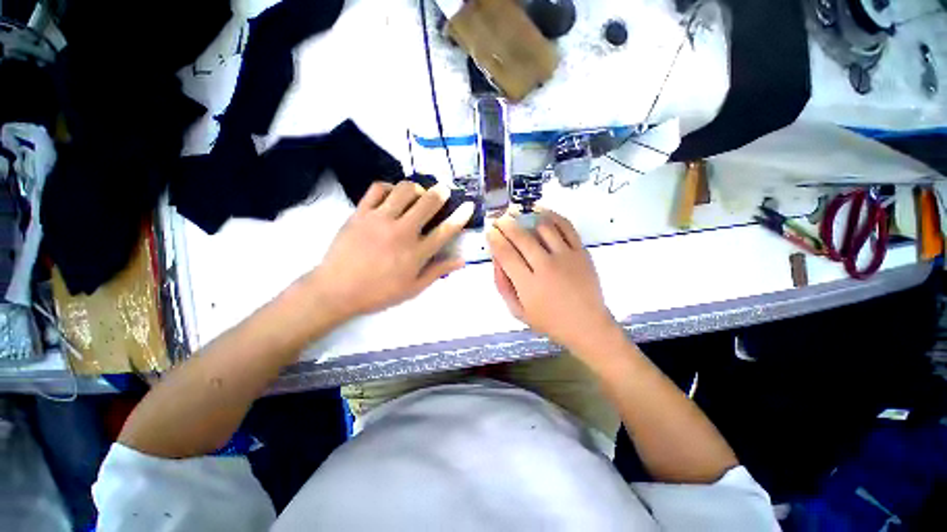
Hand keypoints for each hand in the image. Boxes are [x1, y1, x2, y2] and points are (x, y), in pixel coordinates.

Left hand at [311, 181, 473, 319]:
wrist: (336, 290)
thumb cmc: (378, 292)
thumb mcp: (413, 288)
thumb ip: (438, 271)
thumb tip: (462, 261)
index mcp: (416, 253)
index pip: (445, 230)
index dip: (460, 216)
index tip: (468, 205)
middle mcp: (402, 232)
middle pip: (427, 203)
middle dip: (440, 192)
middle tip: (443, 190)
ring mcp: (380, 219)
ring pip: (404, 190)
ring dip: (416, 187)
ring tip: (418, 192)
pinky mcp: (360, 212)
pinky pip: (377, 189)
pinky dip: (389, 187)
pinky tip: (393, 194)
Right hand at [487, 210, 618, 353]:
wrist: (587, 326)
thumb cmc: (549, 321)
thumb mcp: (518, 311)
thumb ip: (503, 285)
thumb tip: (496, 259)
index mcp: (528, 285)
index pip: (506, 253)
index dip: (494, 239)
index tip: (490, 231)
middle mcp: (546, 267)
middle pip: (522, 237)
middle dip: (506, 224)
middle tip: (499, 219)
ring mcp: (566, 257)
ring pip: (543, 227)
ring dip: (527, 217)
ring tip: (518, 213)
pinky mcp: (581, 252)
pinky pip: (566, 227)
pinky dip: (553, 216)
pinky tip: (542, 212)